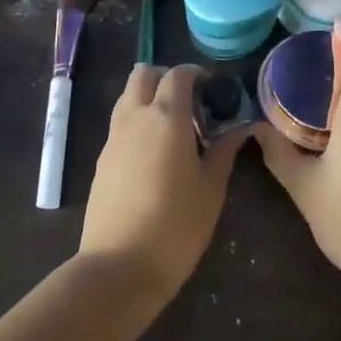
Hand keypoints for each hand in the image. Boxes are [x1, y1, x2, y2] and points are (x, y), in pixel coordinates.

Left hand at [79, 64, 245, 304]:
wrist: (119, 266)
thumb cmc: (177, 225)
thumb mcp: (211, 189)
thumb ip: (224, 151)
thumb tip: (240, 128)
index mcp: (166, 117)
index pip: (178, 75)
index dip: (196, 75)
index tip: (213, 90)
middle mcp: (135, 117)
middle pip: (143, 75)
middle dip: (166, 78)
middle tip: (190, 101)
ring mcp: (113, 138)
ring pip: (127, 97)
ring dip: (148, 98)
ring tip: (174, 128)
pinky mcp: (101, 160)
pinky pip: (120, 124)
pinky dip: (137, 122)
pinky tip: (154, 154)